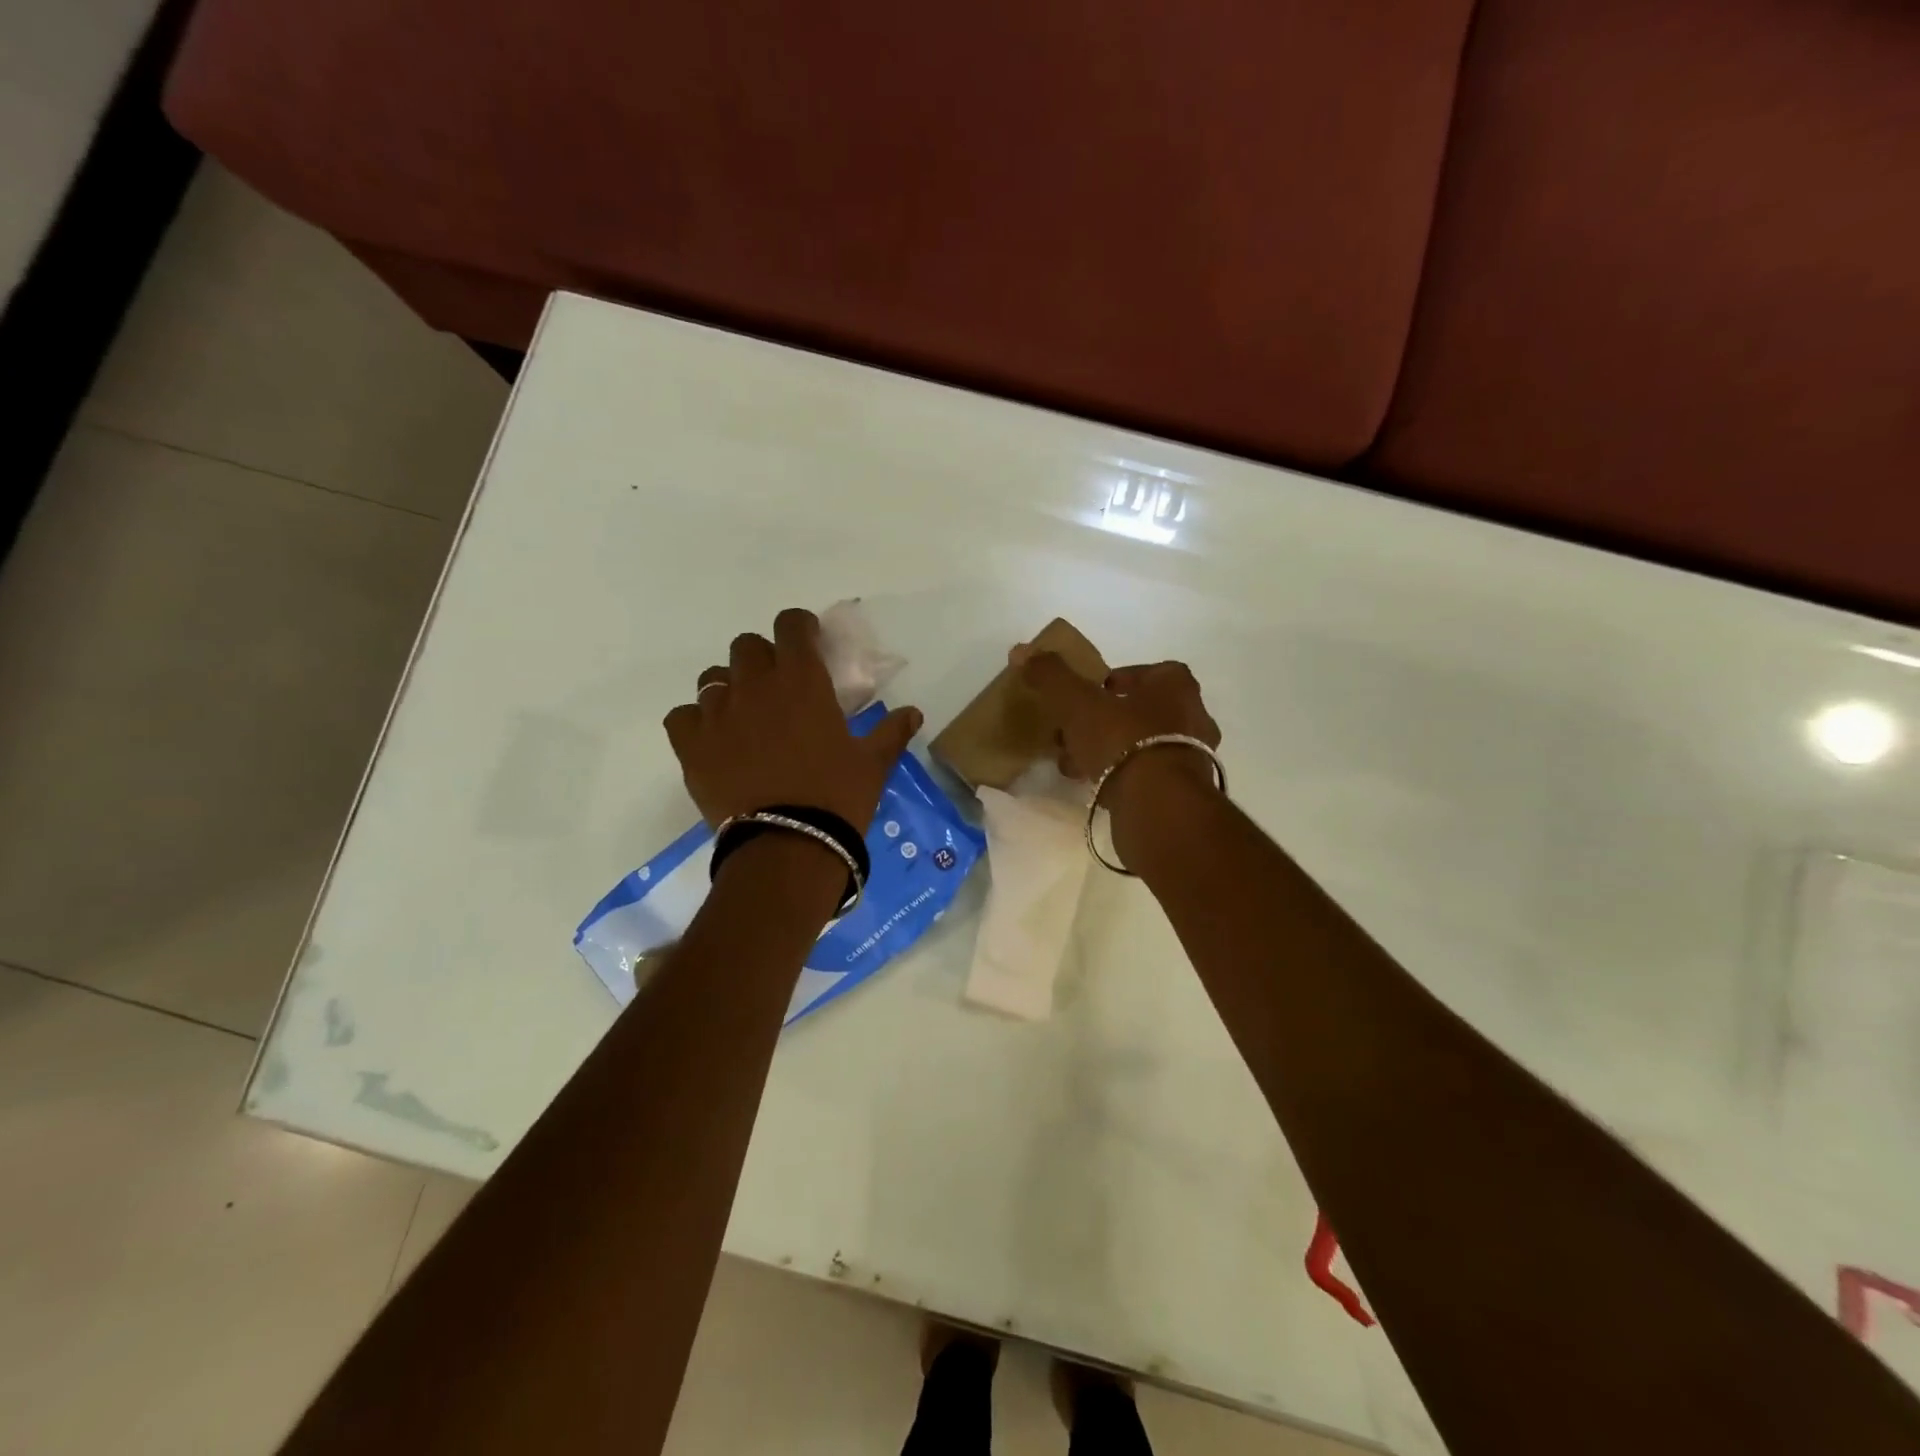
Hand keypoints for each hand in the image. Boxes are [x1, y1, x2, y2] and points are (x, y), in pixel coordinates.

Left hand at [665, 609, 921, 830]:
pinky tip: (711, 740)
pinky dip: (696, 721)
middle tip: (777, 684)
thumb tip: (914, 713)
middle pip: (746, 646)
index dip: (799, 627)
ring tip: (744, 716)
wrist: (788, 845)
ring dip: (730, 687)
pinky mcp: (691, 746)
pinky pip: (682, 716)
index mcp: (802, 681)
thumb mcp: (873, 764)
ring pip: (712, 678)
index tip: (808, 641)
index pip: (791, 625)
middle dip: (762, 657)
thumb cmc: (837, 797)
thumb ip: (891, 732)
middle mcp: (755, 686)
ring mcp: (717, 714)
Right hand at [1017, 650, 1220, 831]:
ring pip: (1143, 745)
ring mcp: (1193, 757)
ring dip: (1110, 751)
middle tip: (1075, 731)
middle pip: (1143, 711)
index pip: (1148, 672)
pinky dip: (1121, 776)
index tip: (1090, 694)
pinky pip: (1147, 775)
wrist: (1160, 806)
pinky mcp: (1184, 792)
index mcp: (1175, 686)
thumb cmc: (1123, 740)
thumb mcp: (1078, 703)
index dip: (1118, 680)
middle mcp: (1193, 716)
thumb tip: (1021, 651)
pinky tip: (1093, 786)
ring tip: (1074, 764)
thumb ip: (1052, 676)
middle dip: (1106, 720)